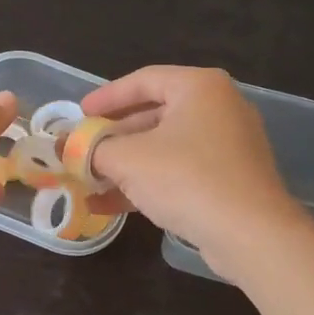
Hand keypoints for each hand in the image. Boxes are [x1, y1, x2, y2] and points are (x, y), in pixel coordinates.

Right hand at [80, 66, 299, 278]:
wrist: (251, 234)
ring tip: (89, 180)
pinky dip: (147, 182)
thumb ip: (91, 149)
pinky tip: (111, 204)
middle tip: (83, 147)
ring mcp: (228, 145)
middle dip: (113, 136)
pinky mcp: (229, 179)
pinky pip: (180, 171)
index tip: (79, 114)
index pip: (143, 80)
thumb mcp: (127, 159)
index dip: (106, 97)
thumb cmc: (186, 179)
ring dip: (125, 164)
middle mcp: (218, 108)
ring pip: (164, 147)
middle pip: (153, 114)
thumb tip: (62, 147)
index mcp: (199, 87)